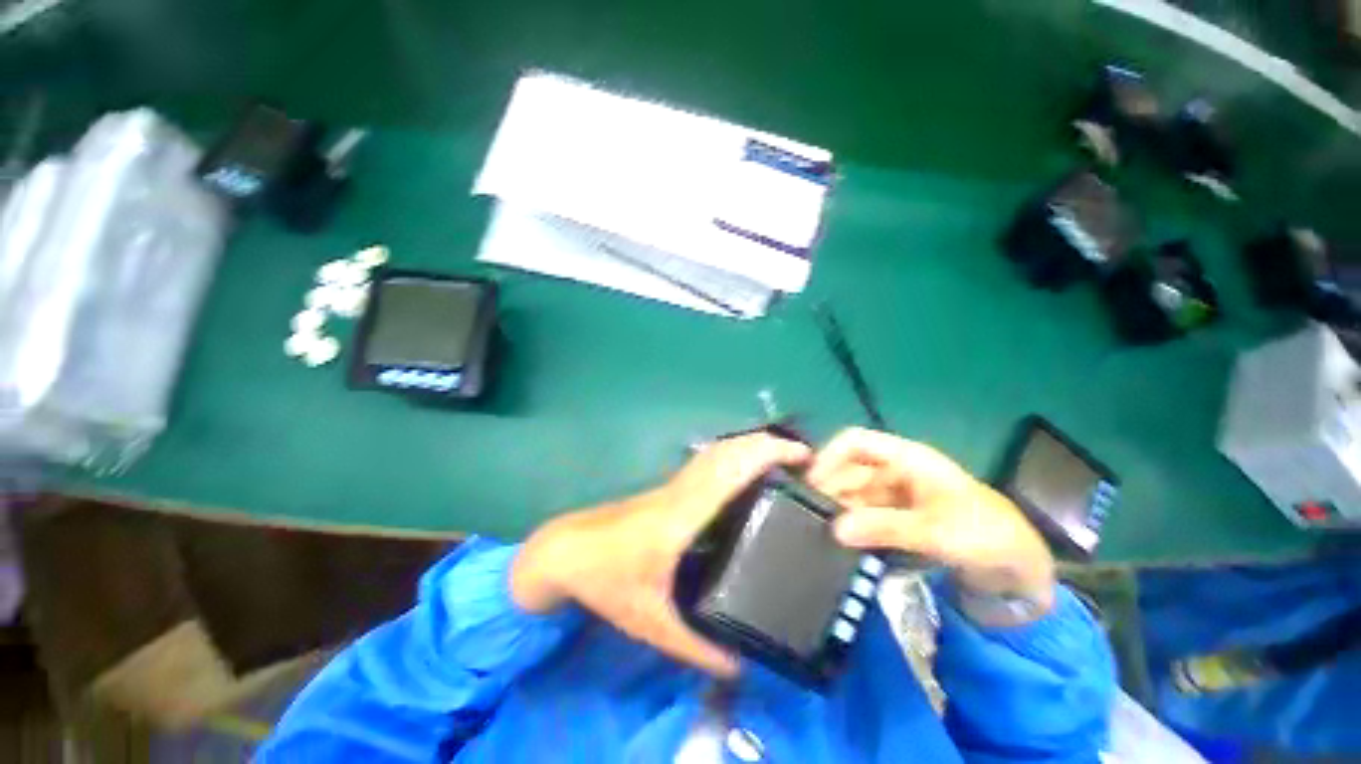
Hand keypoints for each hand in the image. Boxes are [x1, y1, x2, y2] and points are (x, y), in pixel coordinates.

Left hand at [511, 433, 810, 676]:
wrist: (569, 550)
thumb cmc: (607, 581)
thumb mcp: (651, 623)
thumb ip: (697, 647)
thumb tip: (742, 664)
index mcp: (682, 516)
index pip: (729, 472)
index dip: (764, 456)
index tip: (800, 457)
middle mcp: (682, 490)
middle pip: (727, 452)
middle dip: (766, 445)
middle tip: (804, 458)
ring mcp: (674, 484)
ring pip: (717, 451)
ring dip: (750, 446)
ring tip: (783, 460)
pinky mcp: (670, 487)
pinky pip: (708, 461)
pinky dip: (734, 454)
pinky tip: (746, 472)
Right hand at [807, 428, 1054, 611]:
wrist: (1020, 568)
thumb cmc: (986, 535)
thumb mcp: (937, 531)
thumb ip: (886, 527)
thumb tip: (835, 529)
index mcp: (906, 458)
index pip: (855, 442)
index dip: (829, 457)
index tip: (811, 485)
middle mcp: (894, 470)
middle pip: (849, 469)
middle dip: (829, 489)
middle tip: (811, 517)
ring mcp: (894, 493)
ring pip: (853, 493)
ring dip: (838, 509)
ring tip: (820, 531)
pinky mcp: (896, 515)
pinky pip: (863, 514)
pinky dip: (851, 524)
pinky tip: (840, 541)